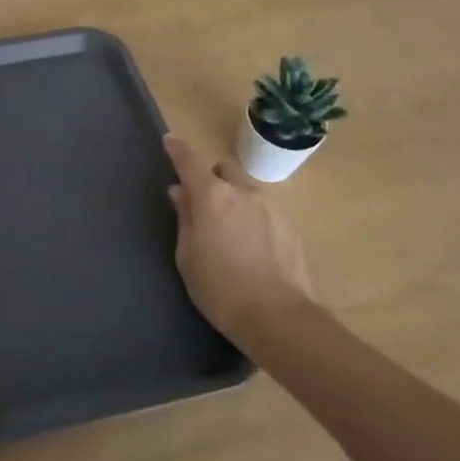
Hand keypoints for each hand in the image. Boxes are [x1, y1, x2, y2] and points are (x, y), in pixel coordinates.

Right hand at [163, 134, 315, 341]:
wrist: (278, 318)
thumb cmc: (219, 288)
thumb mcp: (187, 255)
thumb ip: (184, 217)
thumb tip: (181, 192)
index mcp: (213, 196)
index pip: (190, 160)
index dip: (177, 149)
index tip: (169, 142)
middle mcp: (243, 193)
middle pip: (223, 170)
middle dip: (211, 178)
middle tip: (201, 203)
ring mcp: (271, 209)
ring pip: (246, 191)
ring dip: (233, 199)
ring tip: (228, 231)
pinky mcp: (290, 228)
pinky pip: (264, 212)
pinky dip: (252, 219)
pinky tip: (251, 248)